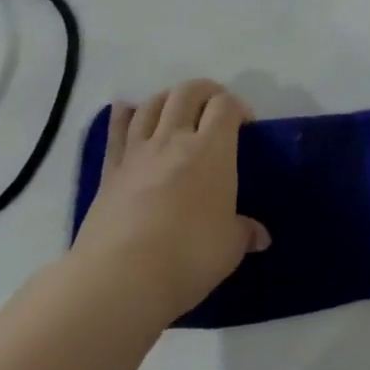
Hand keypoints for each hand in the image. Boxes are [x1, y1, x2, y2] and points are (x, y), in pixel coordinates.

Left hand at [72, 81, 269, 326]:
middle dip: (206, 91)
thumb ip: (244, 232)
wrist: (121, 278)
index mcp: (212, 150)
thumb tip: (259, 236)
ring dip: (168, 98)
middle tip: (215, 107)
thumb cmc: (189, 256)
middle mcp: (174, 140)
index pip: (226, 106)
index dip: (239, 107)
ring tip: (177, 109)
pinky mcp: (110, 171)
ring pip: (152, 104)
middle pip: (188, 93)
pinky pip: (116, 131)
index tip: (246, 125)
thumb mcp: (229, 247)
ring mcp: (138, 153)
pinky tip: (127, 110)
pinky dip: (124, 115)